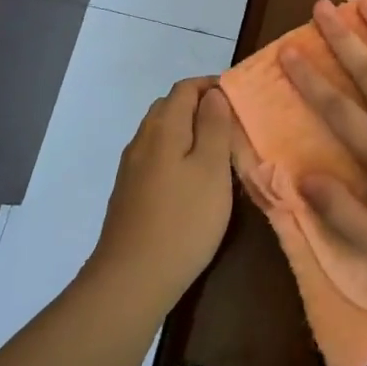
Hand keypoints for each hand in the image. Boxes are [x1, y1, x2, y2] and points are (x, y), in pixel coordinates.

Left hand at [88, 78, 238, 308]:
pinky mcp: (128, 193)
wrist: (131, 280)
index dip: (211, 86)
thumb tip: (213, 94)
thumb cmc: (183, 220)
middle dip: (199, 107)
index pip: (185, 88)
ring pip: (161, 133)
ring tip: (216, 153)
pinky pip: (155, 157)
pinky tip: (190, 182)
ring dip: (187, 132)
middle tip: (231, 126)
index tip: (238, 99)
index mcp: (163, 127)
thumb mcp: (212, 169)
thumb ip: (214, 126)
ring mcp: (131, 168)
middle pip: (170, 107)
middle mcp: (142, 139)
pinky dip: (175, 154)